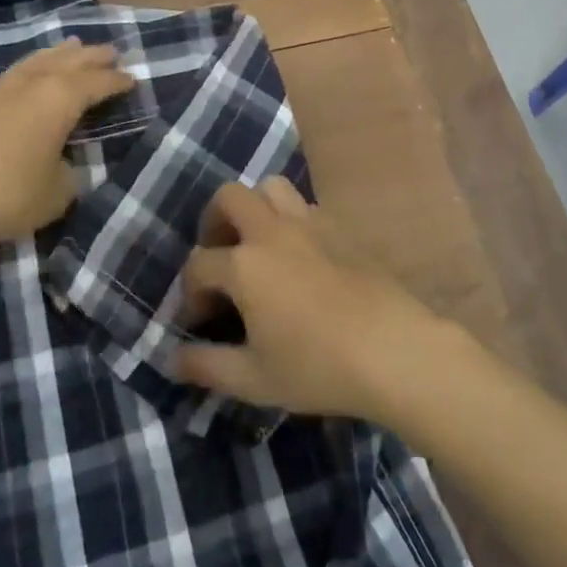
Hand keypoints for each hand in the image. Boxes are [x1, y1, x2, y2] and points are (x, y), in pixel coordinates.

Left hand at [0, 40, 133, 254]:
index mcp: (59, 99)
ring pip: (35, 61)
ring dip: (57, 54)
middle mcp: (29, 84)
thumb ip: (68, 175)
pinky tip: (23, 81)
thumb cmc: (5, 193)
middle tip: (110, 51)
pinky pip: (9, 77)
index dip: (117, 82)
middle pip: (68, 61)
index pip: (97, 83)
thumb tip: (63, 166)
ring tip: (70, 46)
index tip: (133, 79)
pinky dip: (27, 73)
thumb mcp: (55, 194)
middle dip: (91, 57)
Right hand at [173, 178, 454, 423]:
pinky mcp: (339, 227)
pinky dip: (290, 219)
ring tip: (258, 244)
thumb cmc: (318, 367)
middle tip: (220, 256)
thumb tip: (172, 359)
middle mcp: (271, 231)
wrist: (393, 350)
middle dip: (214, 222)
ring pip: (270, 187)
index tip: (199, 321)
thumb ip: (207, 366)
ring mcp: (308, 223)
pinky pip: (304, 205)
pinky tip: (299, 256)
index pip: (199, 264)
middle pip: (229, 197)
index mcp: (244, 265)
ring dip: (255, 208)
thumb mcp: (254, 379)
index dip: (190, 293)